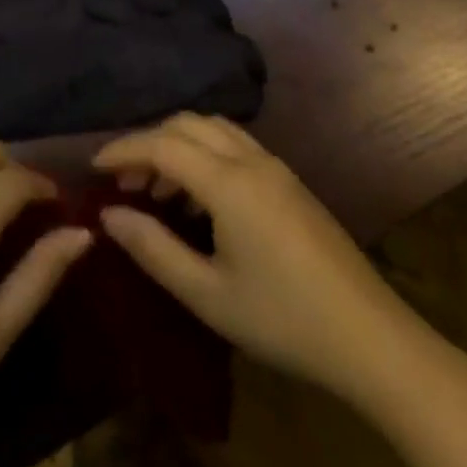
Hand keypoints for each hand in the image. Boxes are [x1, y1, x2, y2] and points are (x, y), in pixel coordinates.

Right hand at [94, 114, 423, 405]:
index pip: (162, 145)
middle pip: (187, 124)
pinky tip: (199, 201)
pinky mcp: (292, 184)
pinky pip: (236, 147)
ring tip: (157, 191)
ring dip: (178, 146)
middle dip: (148, 143)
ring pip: (214, 130)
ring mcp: (277, 169)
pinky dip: (205, 156)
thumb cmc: (283, 321)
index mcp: (229, 183)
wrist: (374, 341)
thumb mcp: (207, 294)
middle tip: (125, 183)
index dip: (122, 150)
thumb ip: (153, 248)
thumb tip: (109, 216)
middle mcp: (252, 161)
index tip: (93, 168)